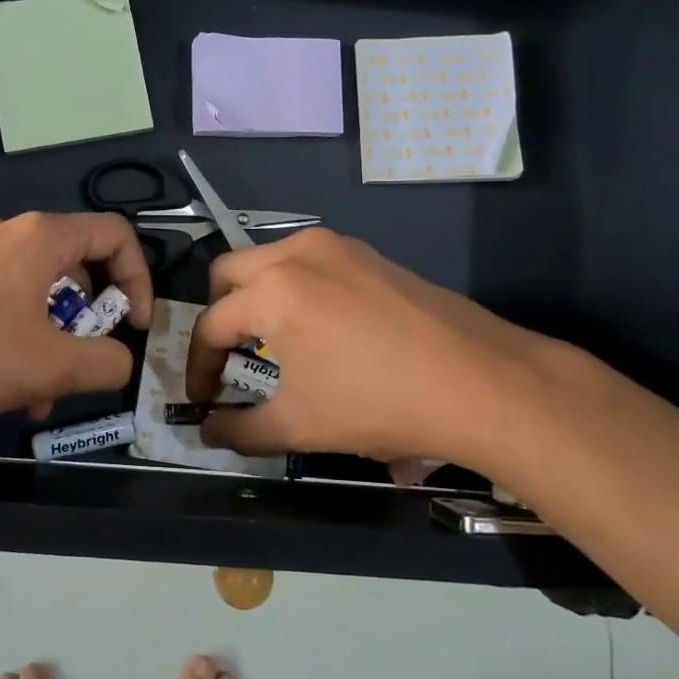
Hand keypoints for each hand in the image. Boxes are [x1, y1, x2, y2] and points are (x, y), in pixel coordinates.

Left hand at [0, 211, 154, 422]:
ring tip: (36, 396)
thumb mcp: (48, 366)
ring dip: (48, 341)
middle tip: (82, 367)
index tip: (136, 327)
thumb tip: (122, 361)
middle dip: (88, 323)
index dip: (139, 279)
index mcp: (41, 238)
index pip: (116, 235)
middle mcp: (6, 235)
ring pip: (32, 294)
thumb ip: (104, 364)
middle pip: (74, 268)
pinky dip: (11, 339)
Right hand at [182, 228, 568, 475]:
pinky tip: (319, 328)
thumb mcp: (299, 425)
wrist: (480, 382)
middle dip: (219, 316)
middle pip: (229, 273)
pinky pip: (309, 261)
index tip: (201, 400)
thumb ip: (240, 430)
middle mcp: (297, 253)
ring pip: (270, 260)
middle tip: (229, 358)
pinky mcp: (369, 253)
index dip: (198, 366)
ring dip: (256, 296)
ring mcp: (337, 246)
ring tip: (272, 342)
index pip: (211, 325)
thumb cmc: (378, 403)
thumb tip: (208, 432)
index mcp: (272, 290)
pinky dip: (294, 287)